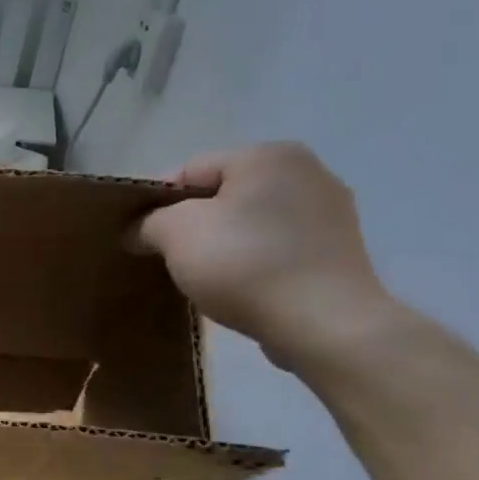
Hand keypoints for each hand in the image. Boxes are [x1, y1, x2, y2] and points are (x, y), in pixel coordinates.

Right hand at [129, 143, 397, 368]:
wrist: (324, 324)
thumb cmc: (244, 264)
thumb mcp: (176, 234)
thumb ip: (148, 222)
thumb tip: (138, 231)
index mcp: (267, 155)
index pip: (190, 170)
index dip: (158, 203)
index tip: (142, 238)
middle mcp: (307, 170)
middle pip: (223, 194)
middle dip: (193, 224)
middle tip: (171, 260)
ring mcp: (330, 211)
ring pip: (251, 222)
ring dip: (224, 244)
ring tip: (206, 279)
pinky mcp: (340, 250)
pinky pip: (279, 247)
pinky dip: (255, 262)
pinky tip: (243, 289)